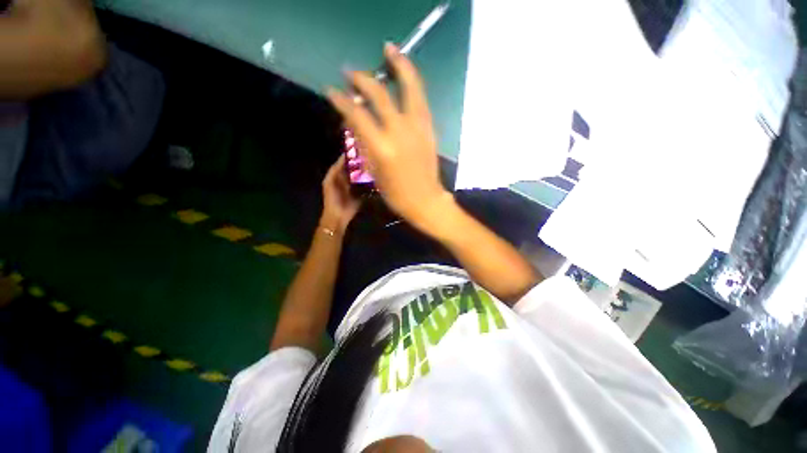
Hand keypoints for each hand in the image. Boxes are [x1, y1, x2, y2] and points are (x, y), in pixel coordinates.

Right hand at [326, 44, 451, 230]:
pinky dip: (412, 81)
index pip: (356, 114)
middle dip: (362, 79)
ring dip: (398, 64)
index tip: (332, 91)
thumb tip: (354, 121)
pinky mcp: (429, 127)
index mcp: (382, 147)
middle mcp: (400, 131)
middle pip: (379, 94)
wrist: (425, 199)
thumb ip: (364, 143)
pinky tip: (406, 73)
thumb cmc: (396, 193)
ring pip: (409, 86)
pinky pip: (420, 98)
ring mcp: (418, 126)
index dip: (341, 100)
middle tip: (351, 72)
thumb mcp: (374, 171)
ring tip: (389, 49)